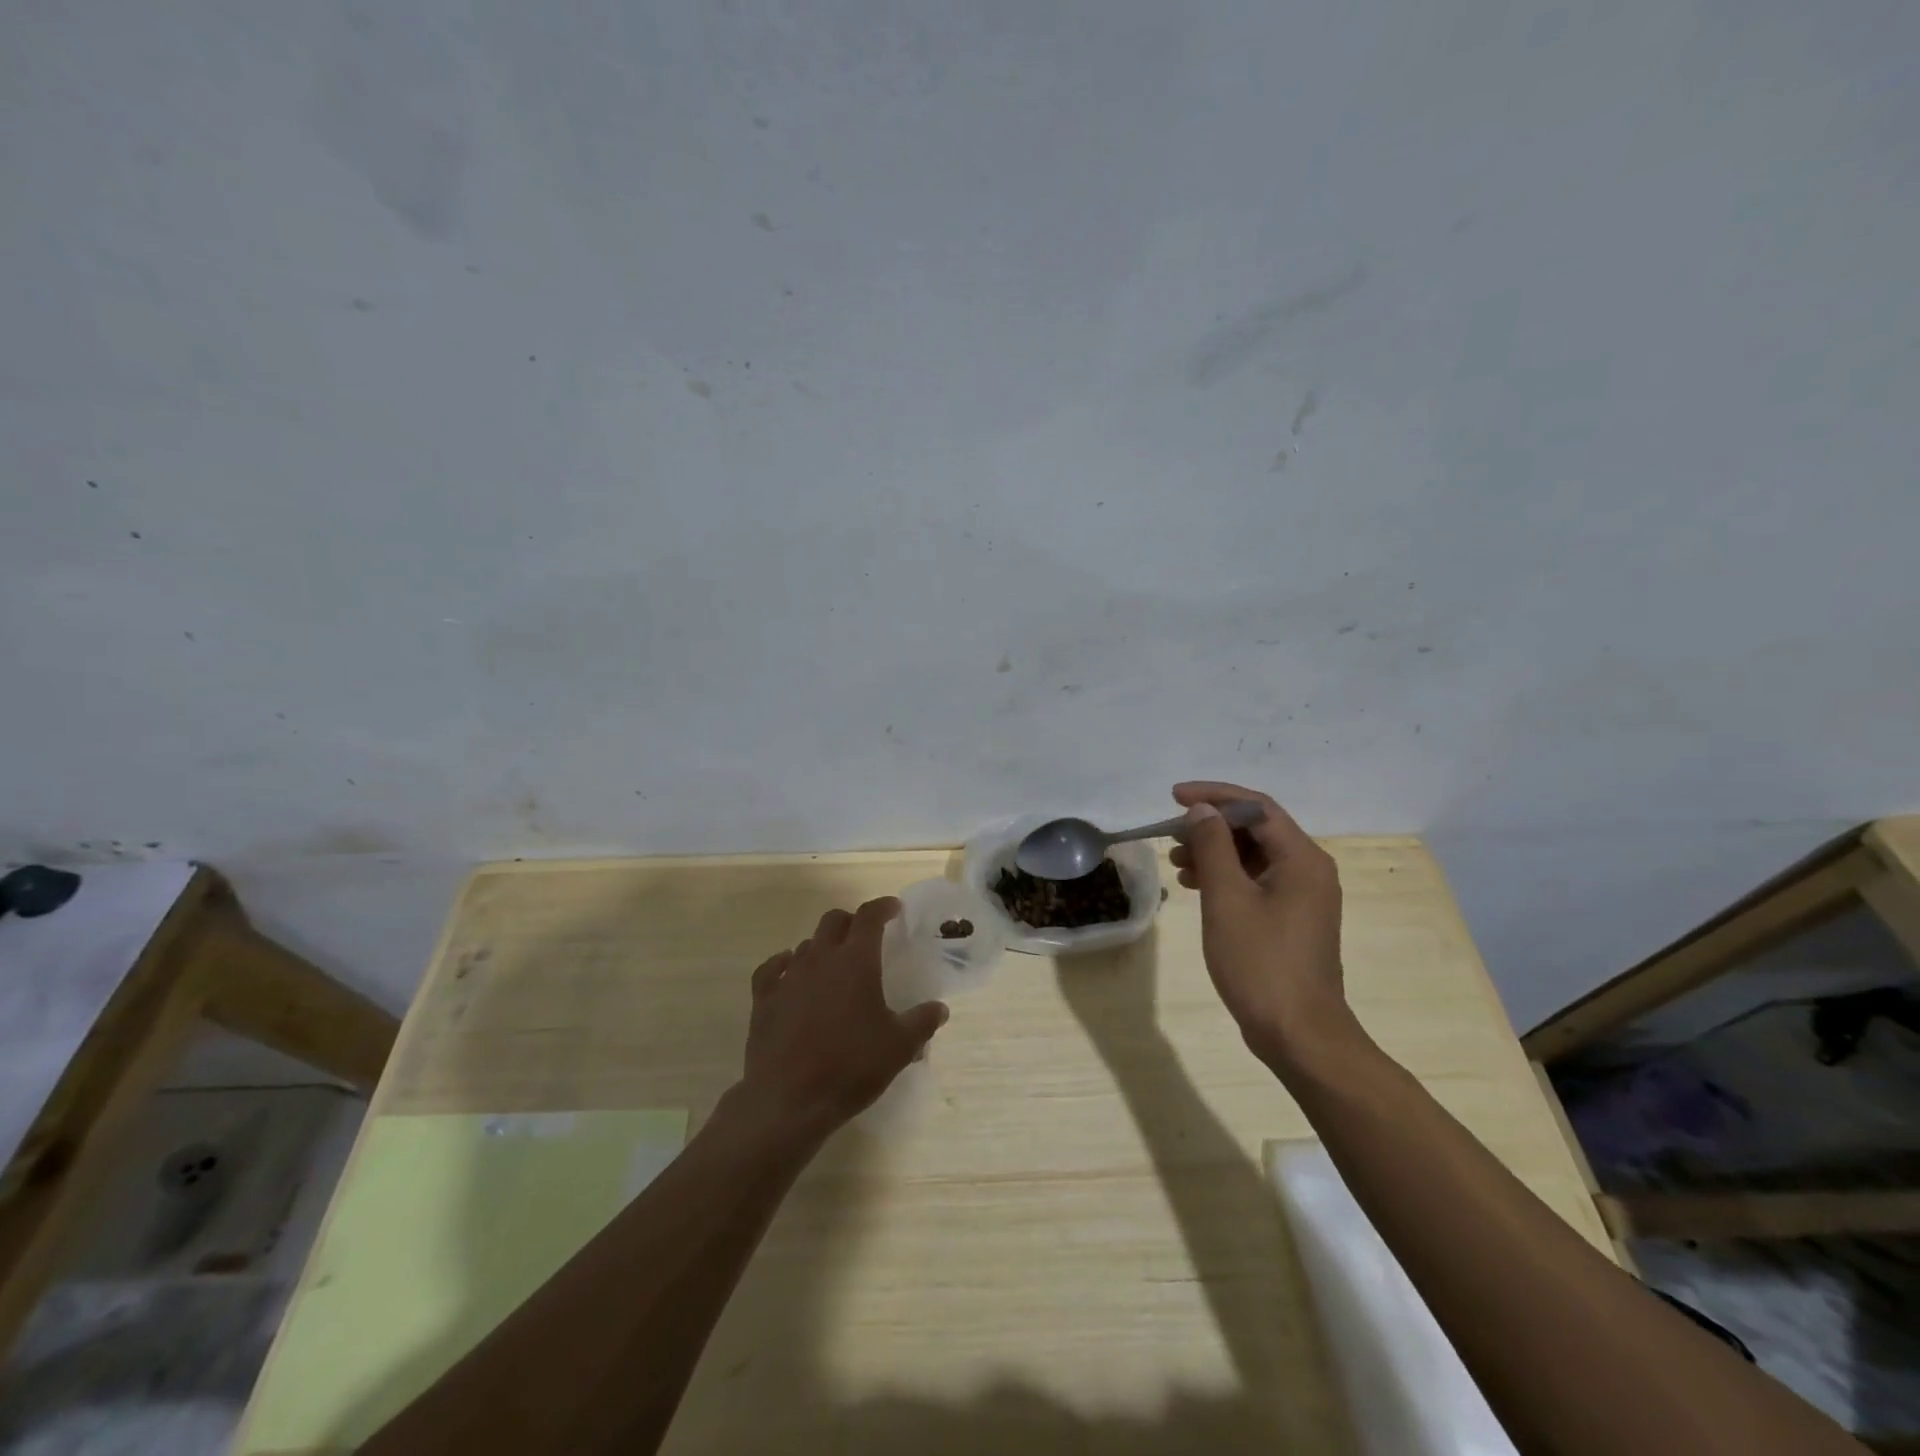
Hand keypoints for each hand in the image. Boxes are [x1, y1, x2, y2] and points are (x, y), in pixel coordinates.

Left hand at [733, 898, 948, 1142]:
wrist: (789, 1101)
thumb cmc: (851, 1067)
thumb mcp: (899, 1047)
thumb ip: (922, 1022)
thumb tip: (940, 1008)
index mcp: (856, 961)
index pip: (869, 917)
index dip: (882, 907)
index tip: (894, 909)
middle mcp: (820, 958)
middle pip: (834, 921)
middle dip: (852, 922)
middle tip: (865, 937)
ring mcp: (788, 977)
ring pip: (807, 943)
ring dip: (823, 946)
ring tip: (835, 965)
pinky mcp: (764, 999)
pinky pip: (772, 968)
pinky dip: (784, 963)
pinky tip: (789, 970)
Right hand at [1168, 781, 1355, 1073]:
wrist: (1299, 1034)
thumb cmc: (1261, 963)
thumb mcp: (1227, 899)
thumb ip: (1212, 847)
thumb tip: (1202, 809)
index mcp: (1301, 859)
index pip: (1256, 807)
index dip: (1214, 795)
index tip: (1174, 797)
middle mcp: (1308, 870)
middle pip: (1256, 829)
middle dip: (1211, 826)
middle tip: (1172, 834)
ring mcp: (1302, 896)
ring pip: (1253, 856)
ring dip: (1215, 851)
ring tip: (1177, 862)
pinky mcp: (1291, 919)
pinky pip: (1256, 881)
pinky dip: (1225, 876)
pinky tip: (1195, 885)